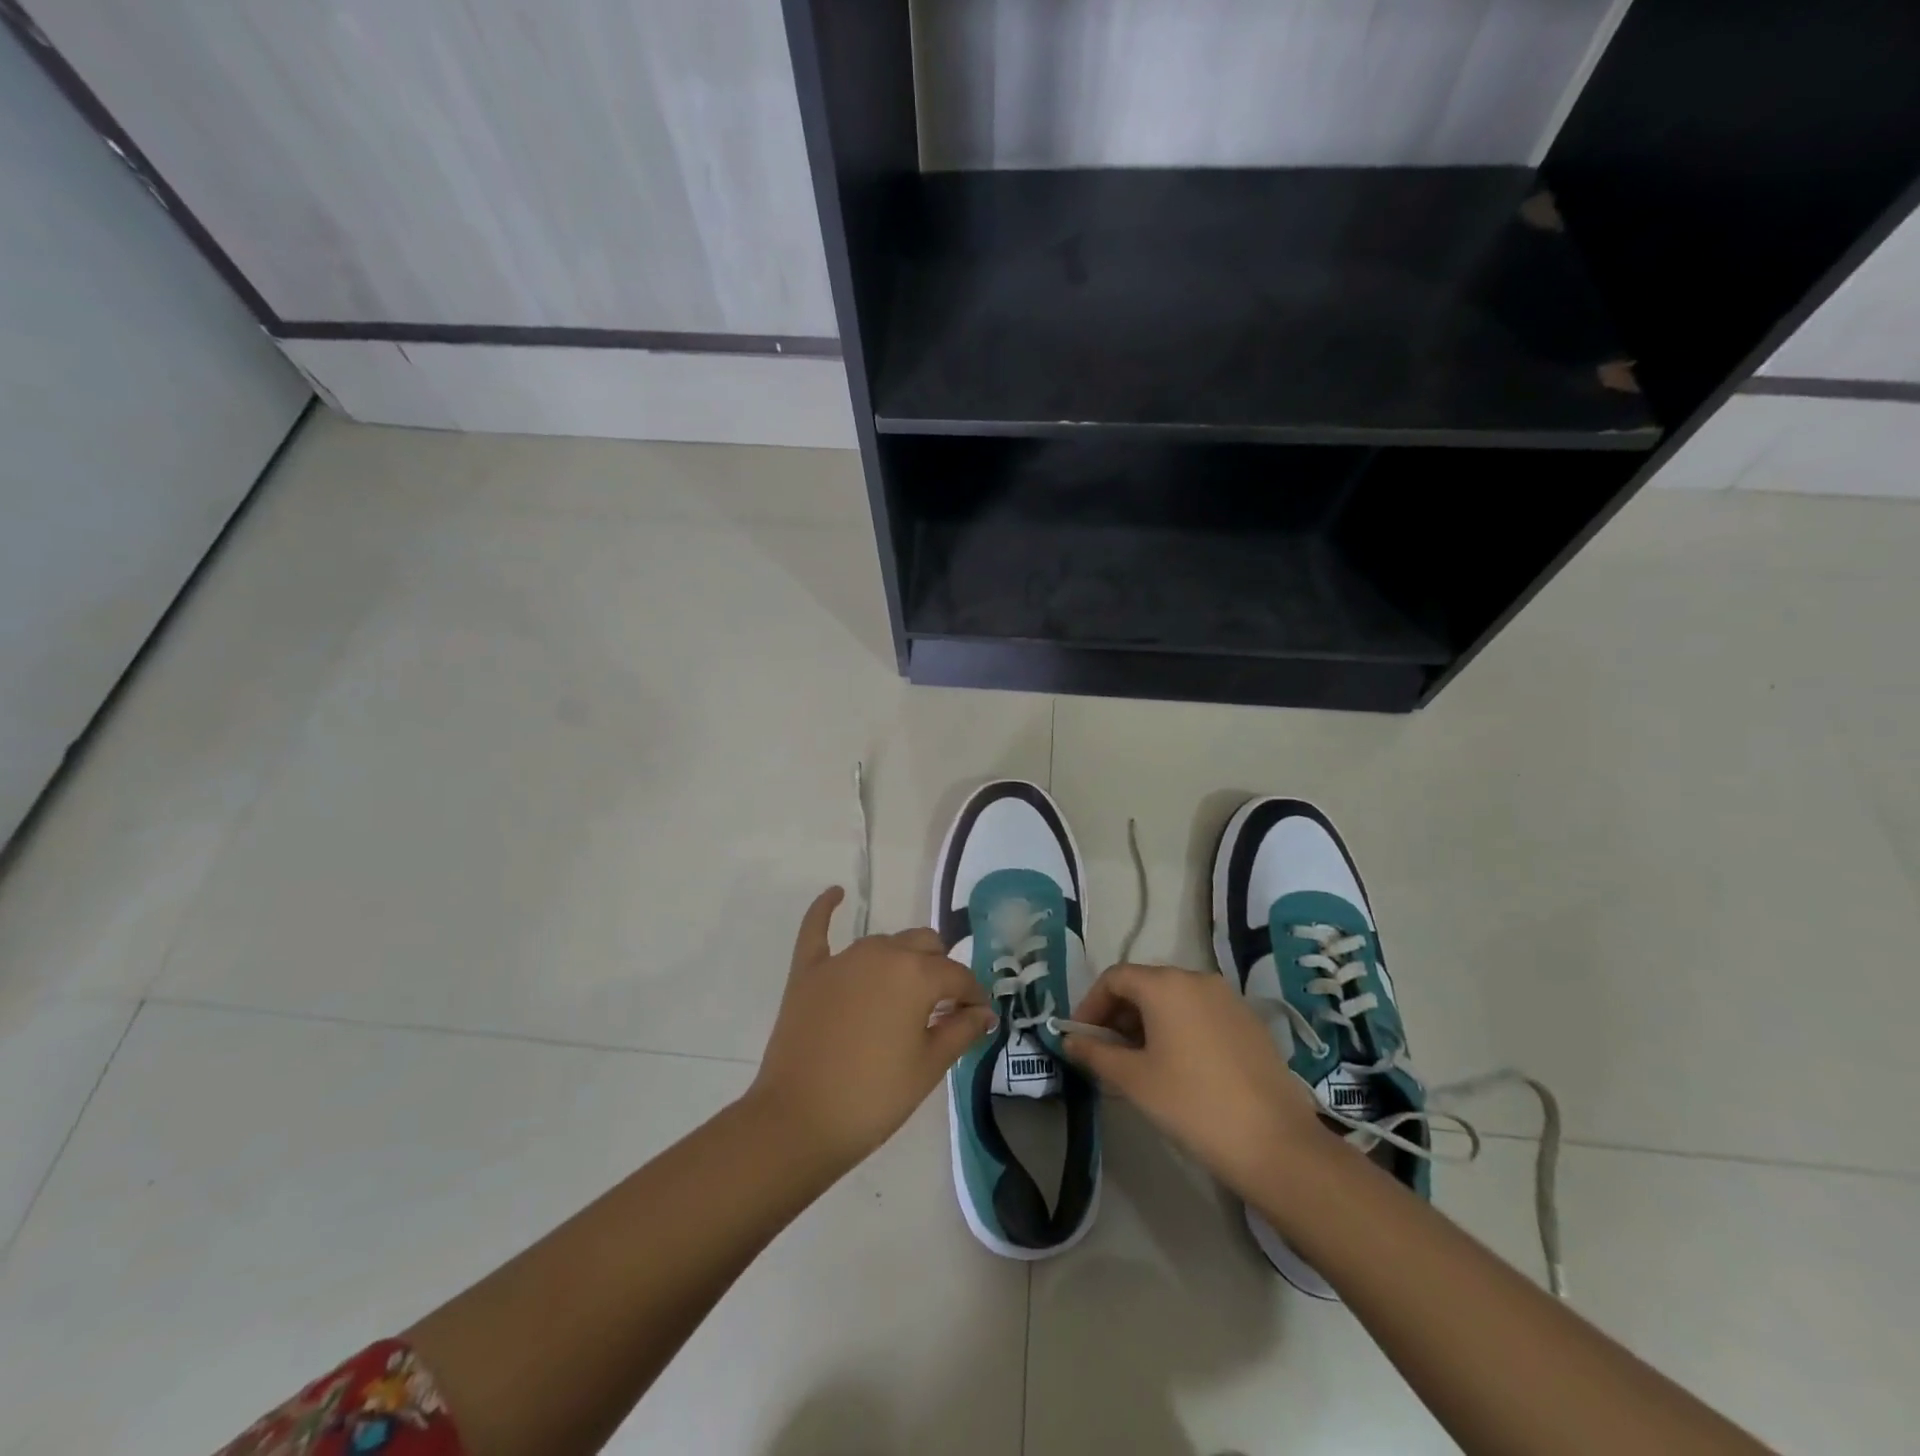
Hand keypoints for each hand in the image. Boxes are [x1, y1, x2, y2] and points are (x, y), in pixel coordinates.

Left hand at [747, 887, 996, 1168]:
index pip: (957, 976)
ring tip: (905, 993)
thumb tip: (984, 1012)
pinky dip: (827, 909)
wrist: (798, 1121)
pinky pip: (817, 929)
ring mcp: (842, 959)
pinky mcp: (808, 971)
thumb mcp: (928, 1067)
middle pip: (925, 945)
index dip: (973, 997)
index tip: (978, 1018)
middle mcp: (882, 953)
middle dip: (940, 970)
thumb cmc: (873, 1097)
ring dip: (902, 959)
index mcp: (916, 974)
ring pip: (885, 943)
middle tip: (941, 1008)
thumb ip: (961, 1030)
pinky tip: (836, 893)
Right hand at [1061, 963, 1323, 1196]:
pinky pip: (1200, 1013)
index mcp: (1166, 984)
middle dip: (1118, 1014)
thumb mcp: (1133, 1080)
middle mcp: (1197, 978)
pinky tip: (1178, 1066)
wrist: (1275, 1143)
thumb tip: (1069, 1040)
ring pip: (1174, 999)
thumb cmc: (1192, 1104)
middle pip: (1145, 984)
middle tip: (1106, 1052)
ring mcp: (1228, 999)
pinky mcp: (1249, 1022)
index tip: (1080, 1037)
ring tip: (1139, 1062)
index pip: (1114, 978)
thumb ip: (1095, 1053)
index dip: (1091, 1005)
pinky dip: (1178, 1028)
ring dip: (1147, 1022)